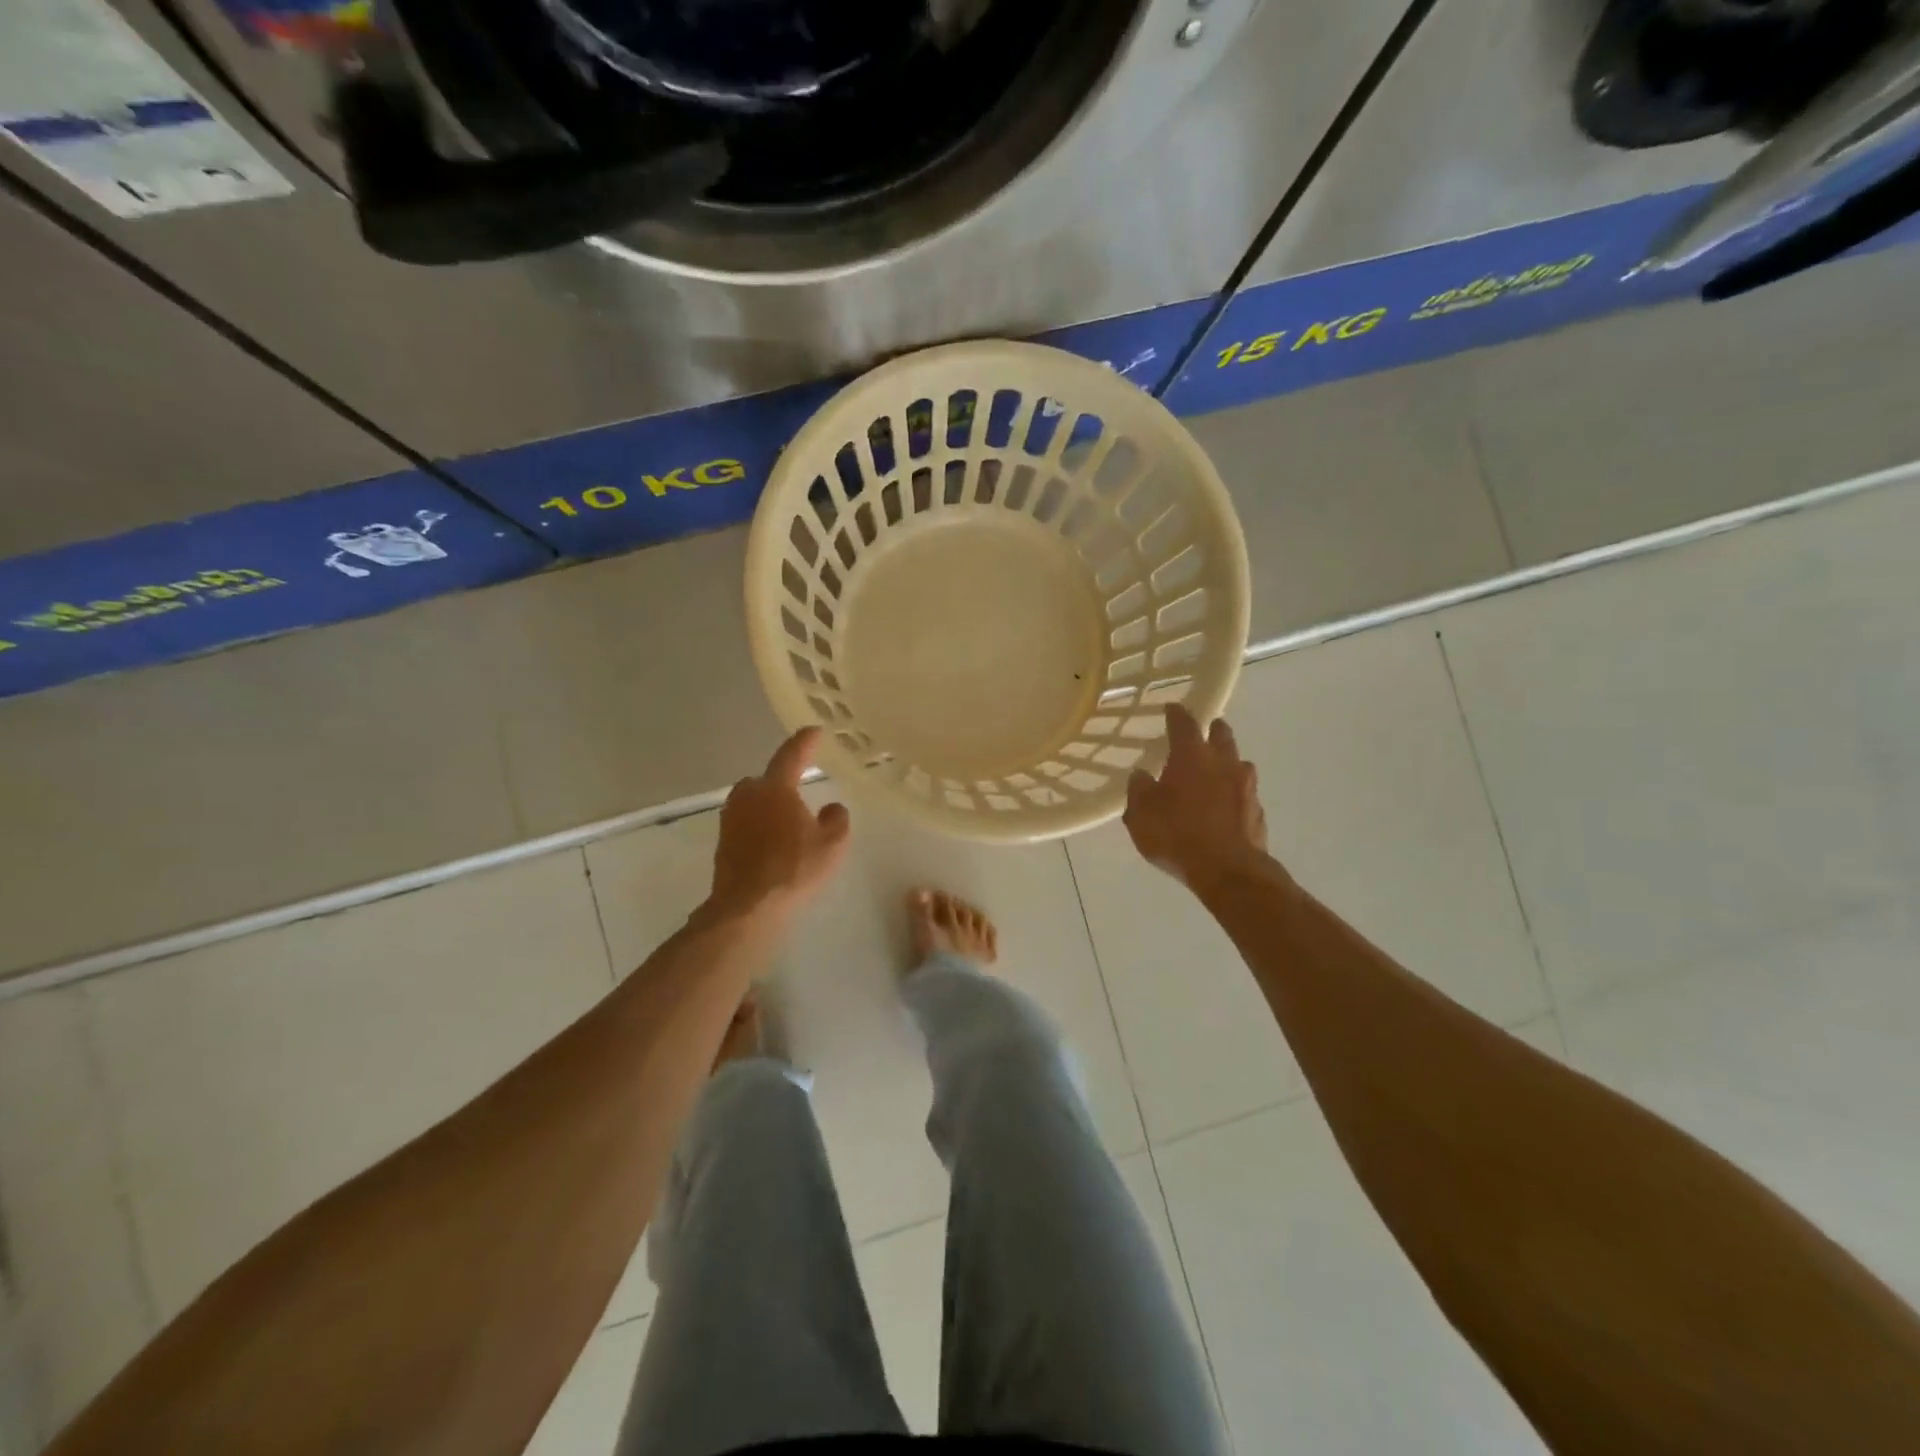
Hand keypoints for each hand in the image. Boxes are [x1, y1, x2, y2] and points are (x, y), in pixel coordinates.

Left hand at [708, 727, 850, 920]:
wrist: (748, 908)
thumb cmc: (795, 869)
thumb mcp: (832, 844)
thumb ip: (837, 819)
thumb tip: (831, 808)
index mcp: (775, 787)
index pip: (792, 754)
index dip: (805, 741)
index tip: (815, 730)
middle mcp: (748, 795)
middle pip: (769, 780)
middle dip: (785, 782)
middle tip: (804, 793)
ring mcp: (731, 818)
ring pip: (756, 802)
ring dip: (772, 807)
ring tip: (792, 824)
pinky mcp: (723, 842)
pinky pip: (748, 823)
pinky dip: (762, 828)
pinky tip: (776, 846)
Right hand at [1124, 704, 1272, 893]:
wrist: (1229, 872)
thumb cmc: (1177, 835)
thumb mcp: (1140, 814)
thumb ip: (1139, 790)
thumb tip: (1142, 775)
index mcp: (1192, 756)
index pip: (1184, 722)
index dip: (1176, 713)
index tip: (1171, 708)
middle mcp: (1223, 762)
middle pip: (1221, 734)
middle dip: (1211, 729)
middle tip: (1201, 733)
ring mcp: (1246, 787)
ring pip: (1238, 763)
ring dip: (1226, 763)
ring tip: (1213, 774)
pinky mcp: (1258, 812)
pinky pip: (1244, 795)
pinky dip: (1234, 795)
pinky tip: (1224, 809)